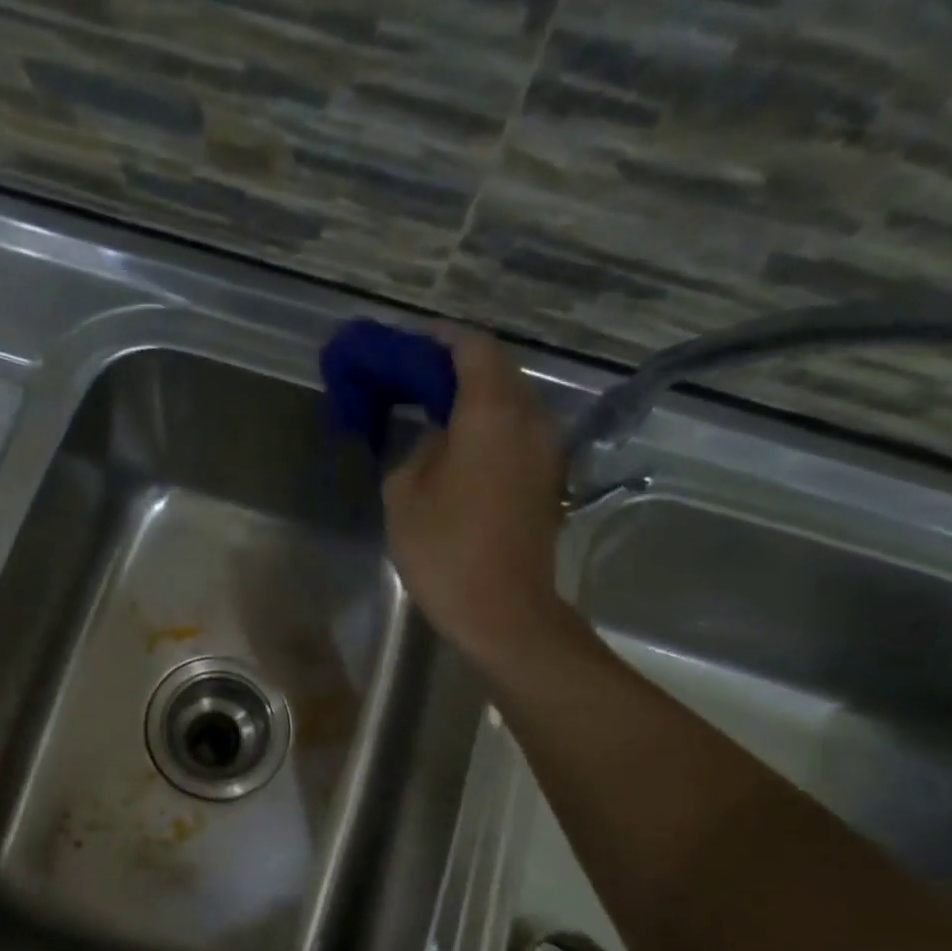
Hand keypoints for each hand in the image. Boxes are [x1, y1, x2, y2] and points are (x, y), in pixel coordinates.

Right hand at [382, 329, 568, 671]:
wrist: (504, 612)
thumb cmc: (446, 551)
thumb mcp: (404, 494)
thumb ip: (416, 448)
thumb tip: (436, 437)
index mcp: (492, 413)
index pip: (472, 347)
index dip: (437, 339)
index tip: (405, 346)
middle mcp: (530, 419)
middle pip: (496, 369)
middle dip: (452, 366)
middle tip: (410, 379)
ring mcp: (546, 449)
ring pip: (509, 400)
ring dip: (471, 397)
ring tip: (429, 412)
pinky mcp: (547, 478)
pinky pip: (516, 432)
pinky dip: (486, 425)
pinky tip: (455, 447)